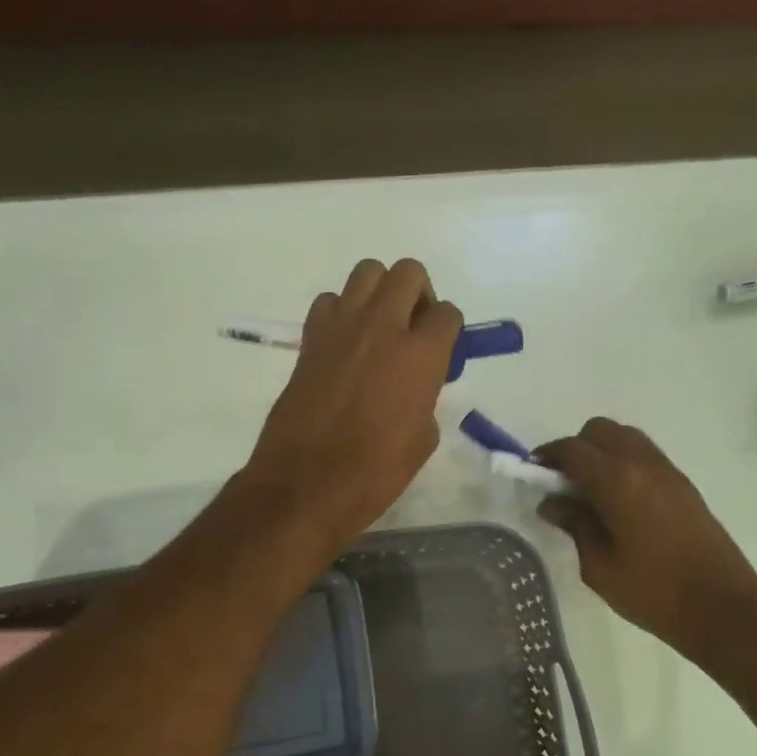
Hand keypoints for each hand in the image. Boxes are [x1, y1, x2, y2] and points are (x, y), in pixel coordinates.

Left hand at [241, 258, 462, 547]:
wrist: (307, 483)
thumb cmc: (375, 471)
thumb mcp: (423, 438)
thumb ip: (426, 396)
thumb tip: (415, 385)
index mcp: (420, 354)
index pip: (447, 313)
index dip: (449, 330)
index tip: (443, 351)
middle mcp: (382, 327)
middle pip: (408, 272)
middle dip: (418, 294)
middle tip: (414, 329)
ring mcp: (341, 327)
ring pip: (367, 272)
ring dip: (380, 292)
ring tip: (379, 328)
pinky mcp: (310, 338)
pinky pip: (330, 301)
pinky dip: (341, 312)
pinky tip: (344, 344)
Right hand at [534, 419, 756, 662]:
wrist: (724, 608)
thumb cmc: (654, 593)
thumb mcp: (600, 566)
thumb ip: (574, 525)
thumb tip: (553, 503)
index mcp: (618, 481)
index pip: (573, 449)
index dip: (548, 456)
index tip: (534, 473)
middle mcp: (643, 464)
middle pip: (600, 431)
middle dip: (576, 448)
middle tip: (563, 483)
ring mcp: (668, 471)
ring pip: (625, 437)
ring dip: (602, 452)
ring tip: (590, 491)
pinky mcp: (683, 484)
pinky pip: (644, 455)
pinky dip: (623, 462)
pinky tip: (618, 499)